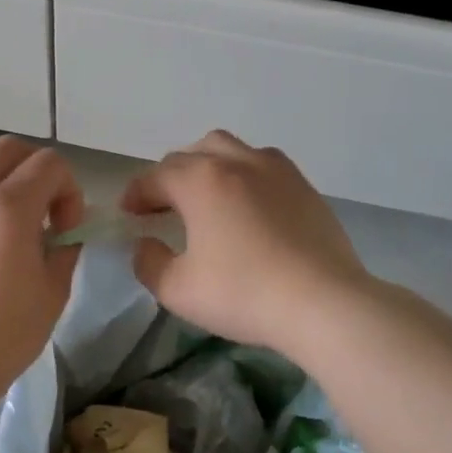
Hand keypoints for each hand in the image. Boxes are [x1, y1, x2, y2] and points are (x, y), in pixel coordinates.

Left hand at [0, 138, 83, 388]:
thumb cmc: (7, 333)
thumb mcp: (54, 290)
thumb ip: (64, 247)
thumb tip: (59, 232)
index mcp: (8, 205)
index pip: (49, 163)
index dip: (68, 189)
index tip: (64, 227)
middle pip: (6, 151)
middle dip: (32, 171)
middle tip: (37, 214)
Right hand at [121, 131, 372, 357]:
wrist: (323, 303)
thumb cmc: (242, 294)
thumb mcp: (177, 290)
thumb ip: (149, 263)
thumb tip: (145, 245)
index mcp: (200, 181)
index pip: (155, 177)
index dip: (136, 194)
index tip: (128, 214)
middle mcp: (236, 163)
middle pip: (192, 154)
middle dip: (169, 177)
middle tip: (162, 207)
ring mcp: (276, 170)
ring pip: (230, 149)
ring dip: (207, 166)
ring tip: (205, 197)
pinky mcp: (304, 187)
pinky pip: (263, 165)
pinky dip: (243, 175)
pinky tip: (247, 206)